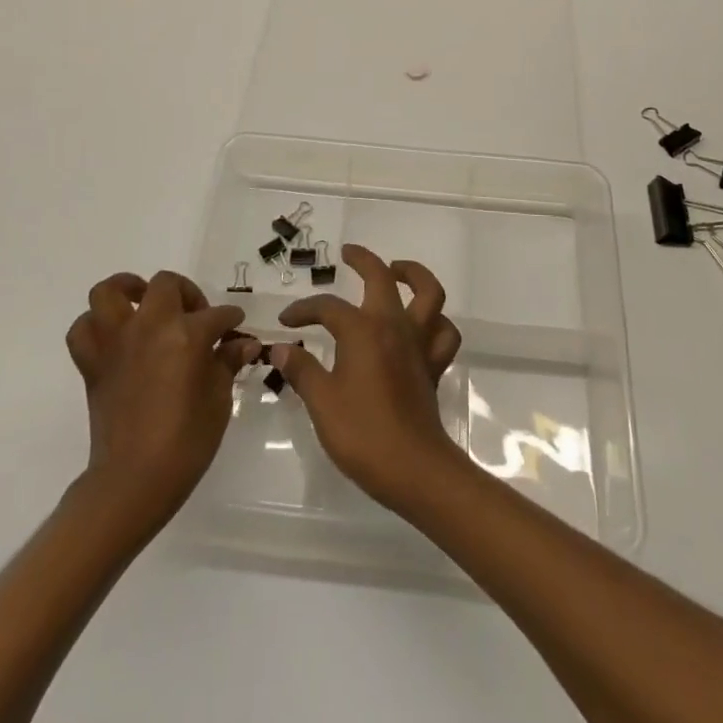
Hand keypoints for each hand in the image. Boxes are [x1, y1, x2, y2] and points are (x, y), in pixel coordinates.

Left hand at [64, 270, 258, 525]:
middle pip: (165, 285)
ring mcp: (116, 342)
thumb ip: (227, 364)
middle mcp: (149, 327)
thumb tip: (244, 344)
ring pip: (110, 292)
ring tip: (143, 303)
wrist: (133, 481)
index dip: (230, 320)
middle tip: (194, 317)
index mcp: (186, 335)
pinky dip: (95, 325)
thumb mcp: (219, 401)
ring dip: (128, 291)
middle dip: (185, 294)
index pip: (216, 316)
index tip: (236, 329)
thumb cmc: (185, 443)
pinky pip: (83, 330)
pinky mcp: (92, 363)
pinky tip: (115, 336)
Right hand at [272, 244, 463, 510]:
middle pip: (382, 277)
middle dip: (363, 259)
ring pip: (429, 293)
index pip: (328, 308)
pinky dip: (436, 322)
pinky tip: (421, 324)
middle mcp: (393, 325)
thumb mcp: (321, 402)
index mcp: (362, 330)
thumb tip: (279, 349)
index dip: (304, 310)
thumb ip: (301, 370)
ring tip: (396, 271)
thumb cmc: (362, 433)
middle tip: (348, 254)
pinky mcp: (433, 365)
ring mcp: (418, 343)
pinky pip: (443, 332)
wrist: (413, 468)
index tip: (286, 323)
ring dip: (414, 275)